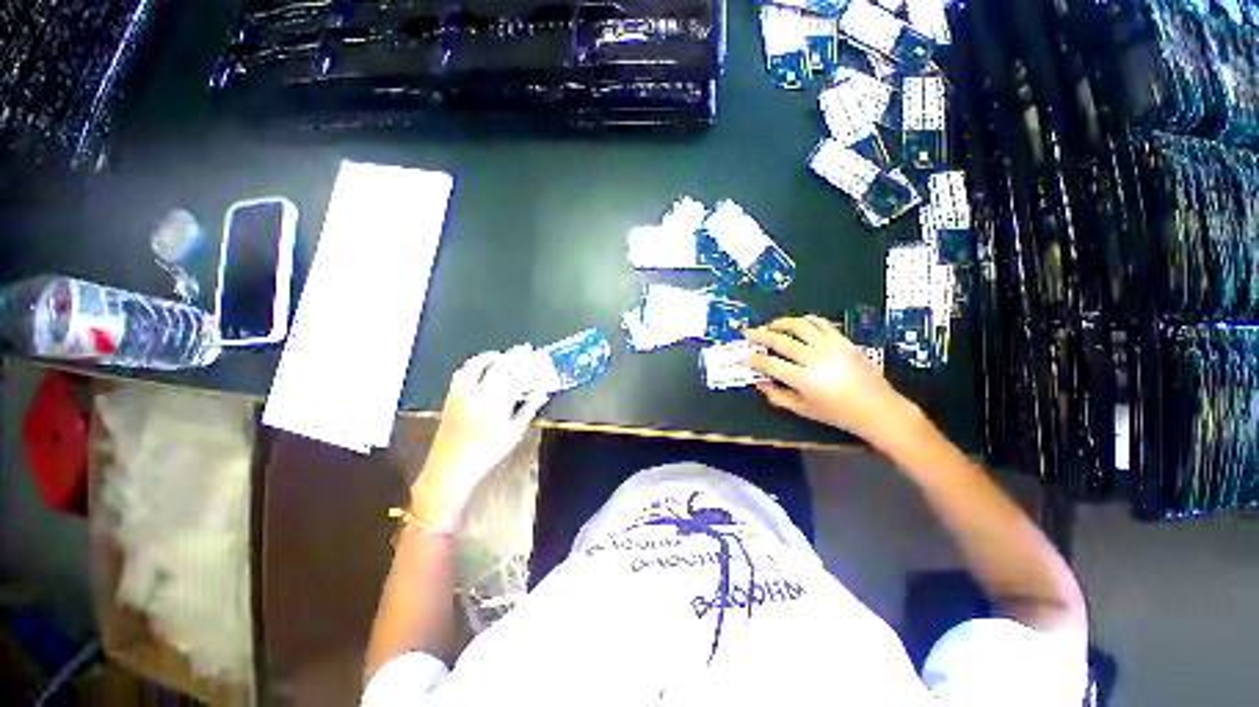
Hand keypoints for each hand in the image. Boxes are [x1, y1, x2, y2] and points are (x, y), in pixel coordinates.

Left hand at [410, 348, 547, 531]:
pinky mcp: (450, 396)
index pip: (514, 373)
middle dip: (511, 355)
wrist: (451, 467)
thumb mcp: (514, 433)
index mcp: (494, 400)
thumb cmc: (486, 453)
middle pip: (496, 364)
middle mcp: (476, 391)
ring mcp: (460, 392)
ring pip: (475, 364)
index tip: (534, 355)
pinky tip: (482, 370)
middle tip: (523, 351)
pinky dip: (474, 366)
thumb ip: (529, 409)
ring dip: (490, 357)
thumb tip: (541, 392)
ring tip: (502, 357)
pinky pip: (462, 372)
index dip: (526, 362)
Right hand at [744, 315, 912, 442]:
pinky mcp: (843, 341)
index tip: (741, 356)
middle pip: (780, 340)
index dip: (751, 358)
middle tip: (748, 333)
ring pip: (800, 326)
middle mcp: (814, 359)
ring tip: (770, 325)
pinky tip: (797, 323)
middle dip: (759, 335)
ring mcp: (830, 347)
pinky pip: (821, 323)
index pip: (769, 363)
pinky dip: (806, 320)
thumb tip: (759, 383)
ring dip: (781, 323)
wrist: (878, 409)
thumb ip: (777, 397)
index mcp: (803, 379)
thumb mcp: (803, 410)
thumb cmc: (838, 414)